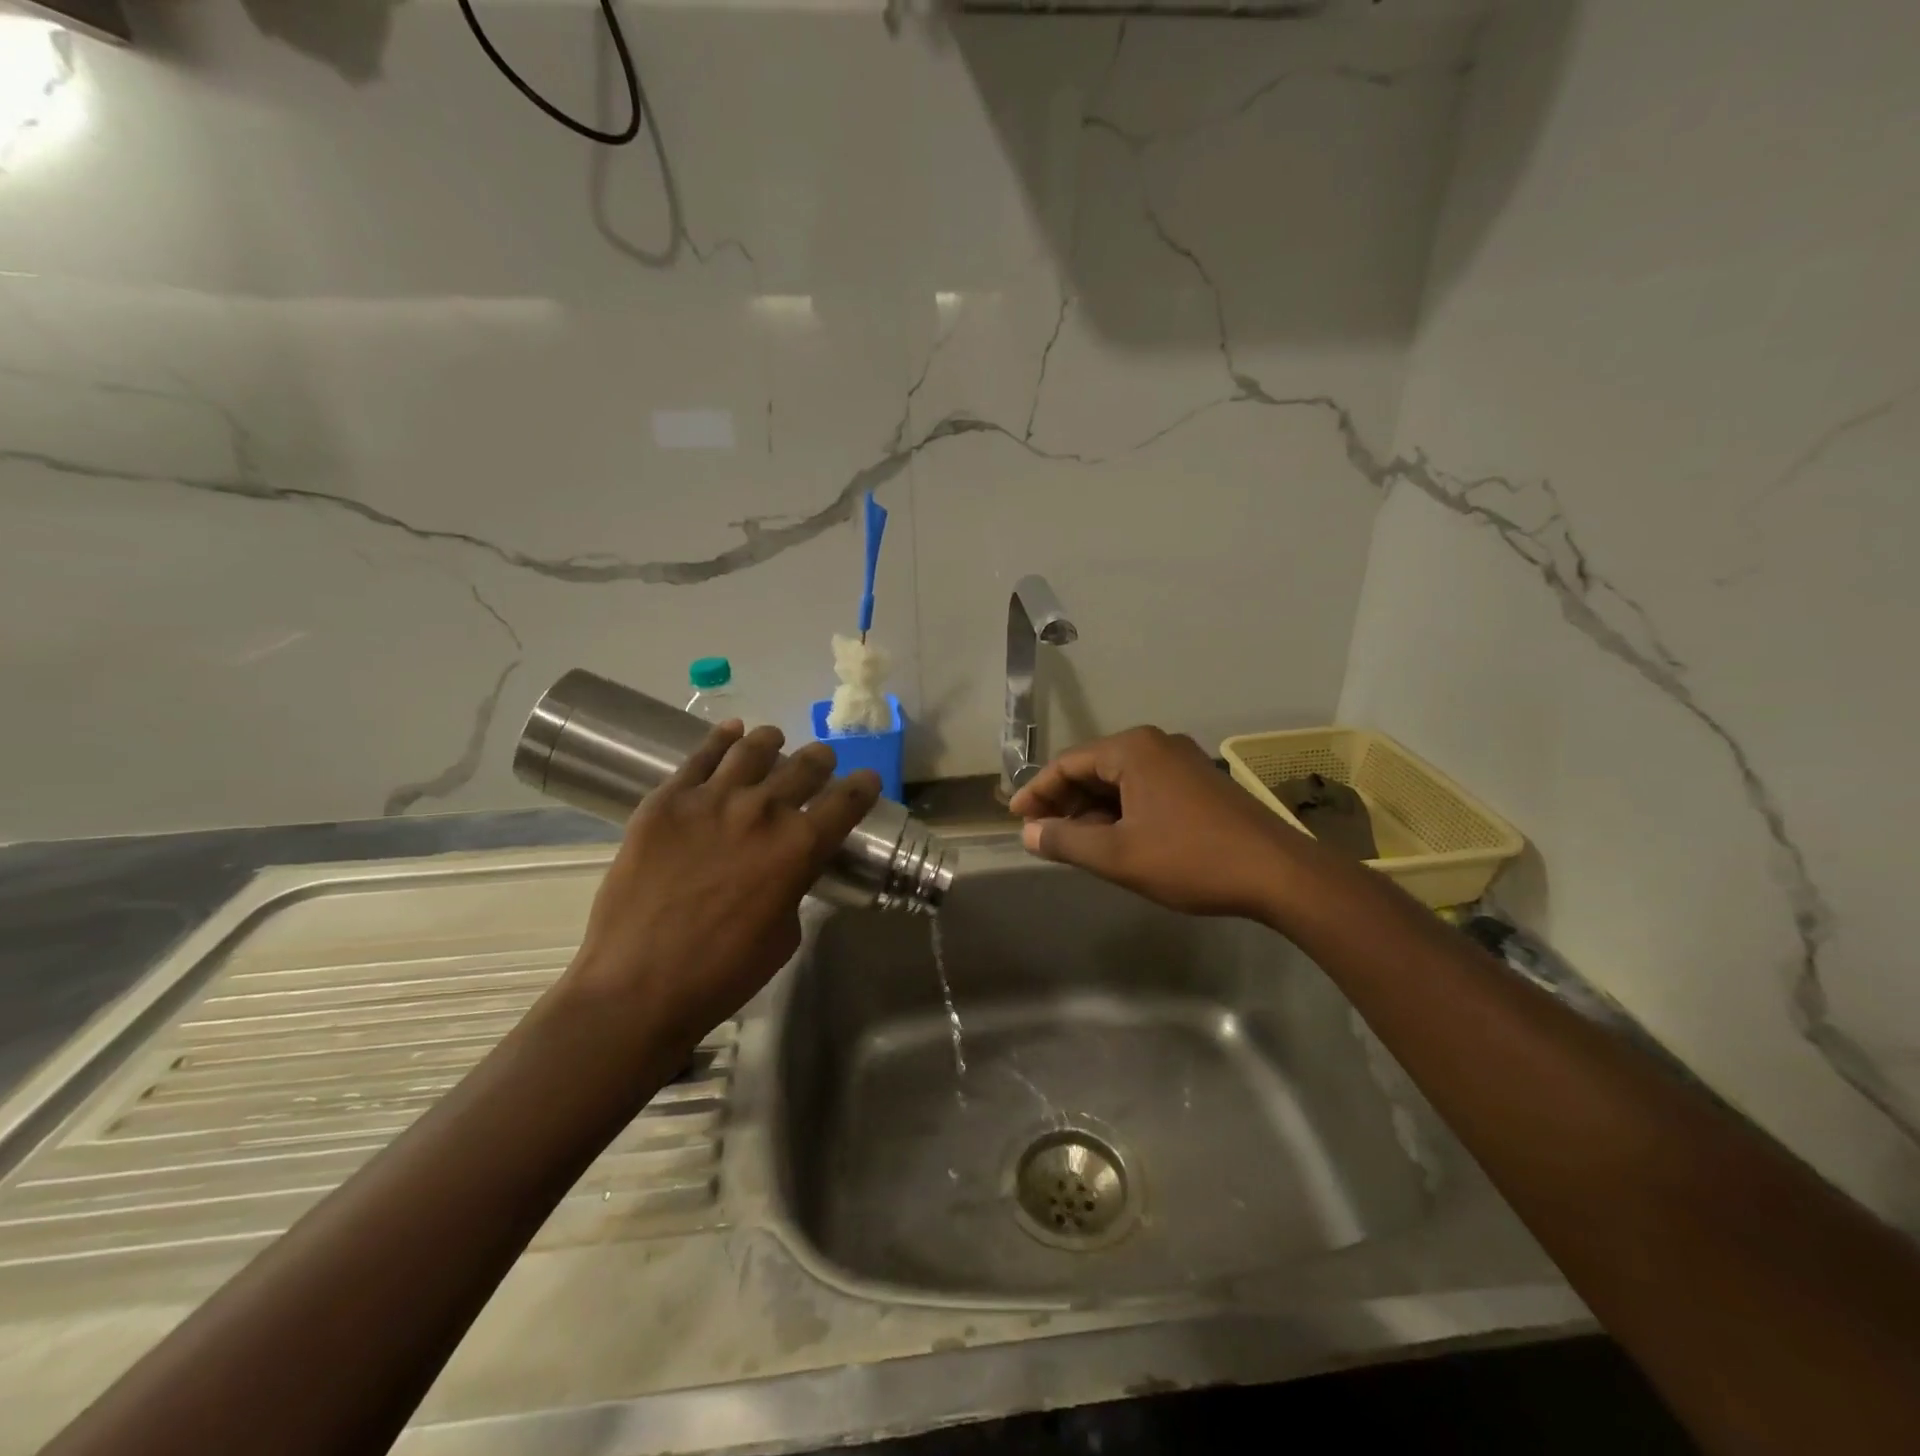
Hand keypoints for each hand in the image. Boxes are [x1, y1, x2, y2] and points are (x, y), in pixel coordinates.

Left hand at [563, 722, 879, 1051]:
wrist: (637, 985)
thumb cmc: (723, 972)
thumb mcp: (784, 934)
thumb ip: (794, 886)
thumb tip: (788, 866)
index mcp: (800, 846)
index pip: (847, 800)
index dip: (864, 786)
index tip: (868, 780)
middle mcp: (763, 810)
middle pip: (805, 766)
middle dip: (820, 762)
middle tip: (820, 763)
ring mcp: (711, 799)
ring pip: (753, 749)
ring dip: (772, 742)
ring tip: (773, 739)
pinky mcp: (666, 800)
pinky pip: (700, 756)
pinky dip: (721, 739)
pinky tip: (731, 732)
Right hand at [1008, 726, 1308, 919]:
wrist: (1277, 873)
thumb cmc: (1189, 859)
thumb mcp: (1117, 855)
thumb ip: (1065, 841)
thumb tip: (1028, 833)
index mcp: (1132, 750)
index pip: (1067, 763)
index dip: (1036, 791)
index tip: (1014, 818)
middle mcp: (1155, 745)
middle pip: (1093, 769)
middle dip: (1063, 802)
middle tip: (1041, 834)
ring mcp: (1181, 762)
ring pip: (1119, 782)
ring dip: (1091, 810)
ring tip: (1072, 843)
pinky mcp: (1198, 784)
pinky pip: (1144, 790)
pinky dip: (1120, 812)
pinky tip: (1113, 840)